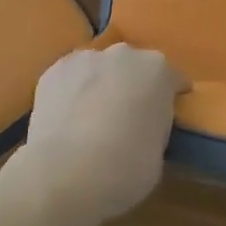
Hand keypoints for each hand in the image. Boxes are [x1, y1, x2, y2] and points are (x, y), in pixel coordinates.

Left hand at [11, 43, 188, 225]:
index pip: (172, 78)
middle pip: (133, 66)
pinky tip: (66, 118)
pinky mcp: (53, 71)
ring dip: (99, 85)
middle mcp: (124, 54)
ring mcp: (86, 59)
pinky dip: (70, 92)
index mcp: (158, 70)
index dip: (169, 97)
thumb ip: (154, 127)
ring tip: (90, 118)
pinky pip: (70, 79)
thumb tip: (141, 128)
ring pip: (98, 68)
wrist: (69, 172)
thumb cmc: (127, 167)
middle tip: (126, 118)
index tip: (164, 116)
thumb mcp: (159, 150)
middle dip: (131, 86)